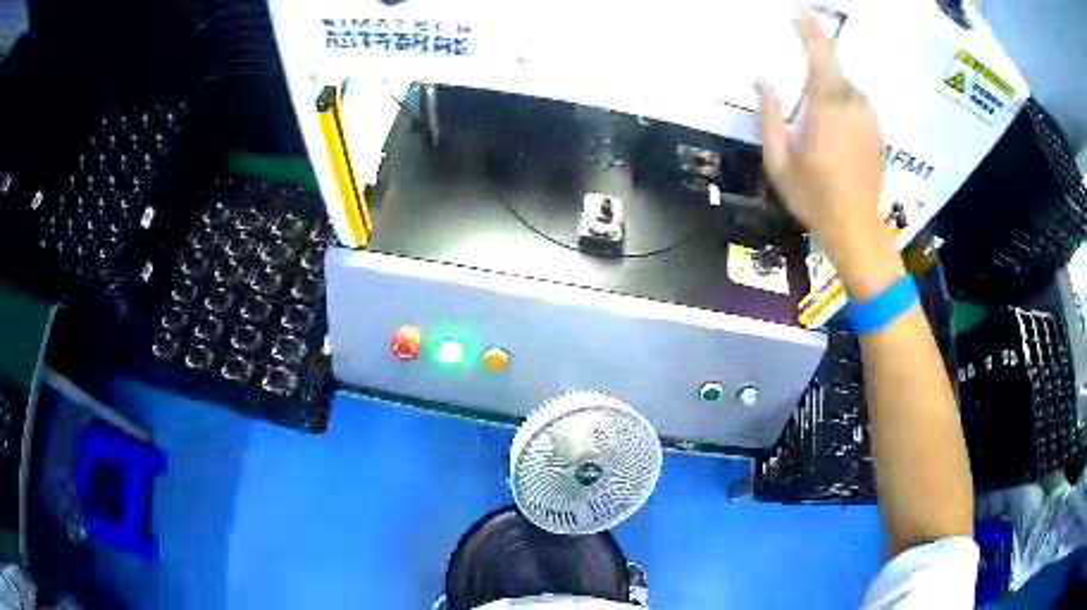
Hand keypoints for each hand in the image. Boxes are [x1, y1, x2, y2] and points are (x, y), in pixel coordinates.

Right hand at [759, 18, 902, 299]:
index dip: (808, 29)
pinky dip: (842, 95)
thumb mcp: (778, 161)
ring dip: (829, 78)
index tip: (798, 13)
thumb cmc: (814, 198)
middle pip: (834, 63)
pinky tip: (831, 113)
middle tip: (800, 41)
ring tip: (814, 89)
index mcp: (826, 106)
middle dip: (817, 49)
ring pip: (846, 82)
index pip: (819, 52)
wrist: (858, 228)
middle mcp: (852, 103)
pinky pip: (856, 99)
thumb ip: (769, 116)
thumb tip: (762, 80)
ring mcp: (869, 116)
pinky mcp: (877, 129)